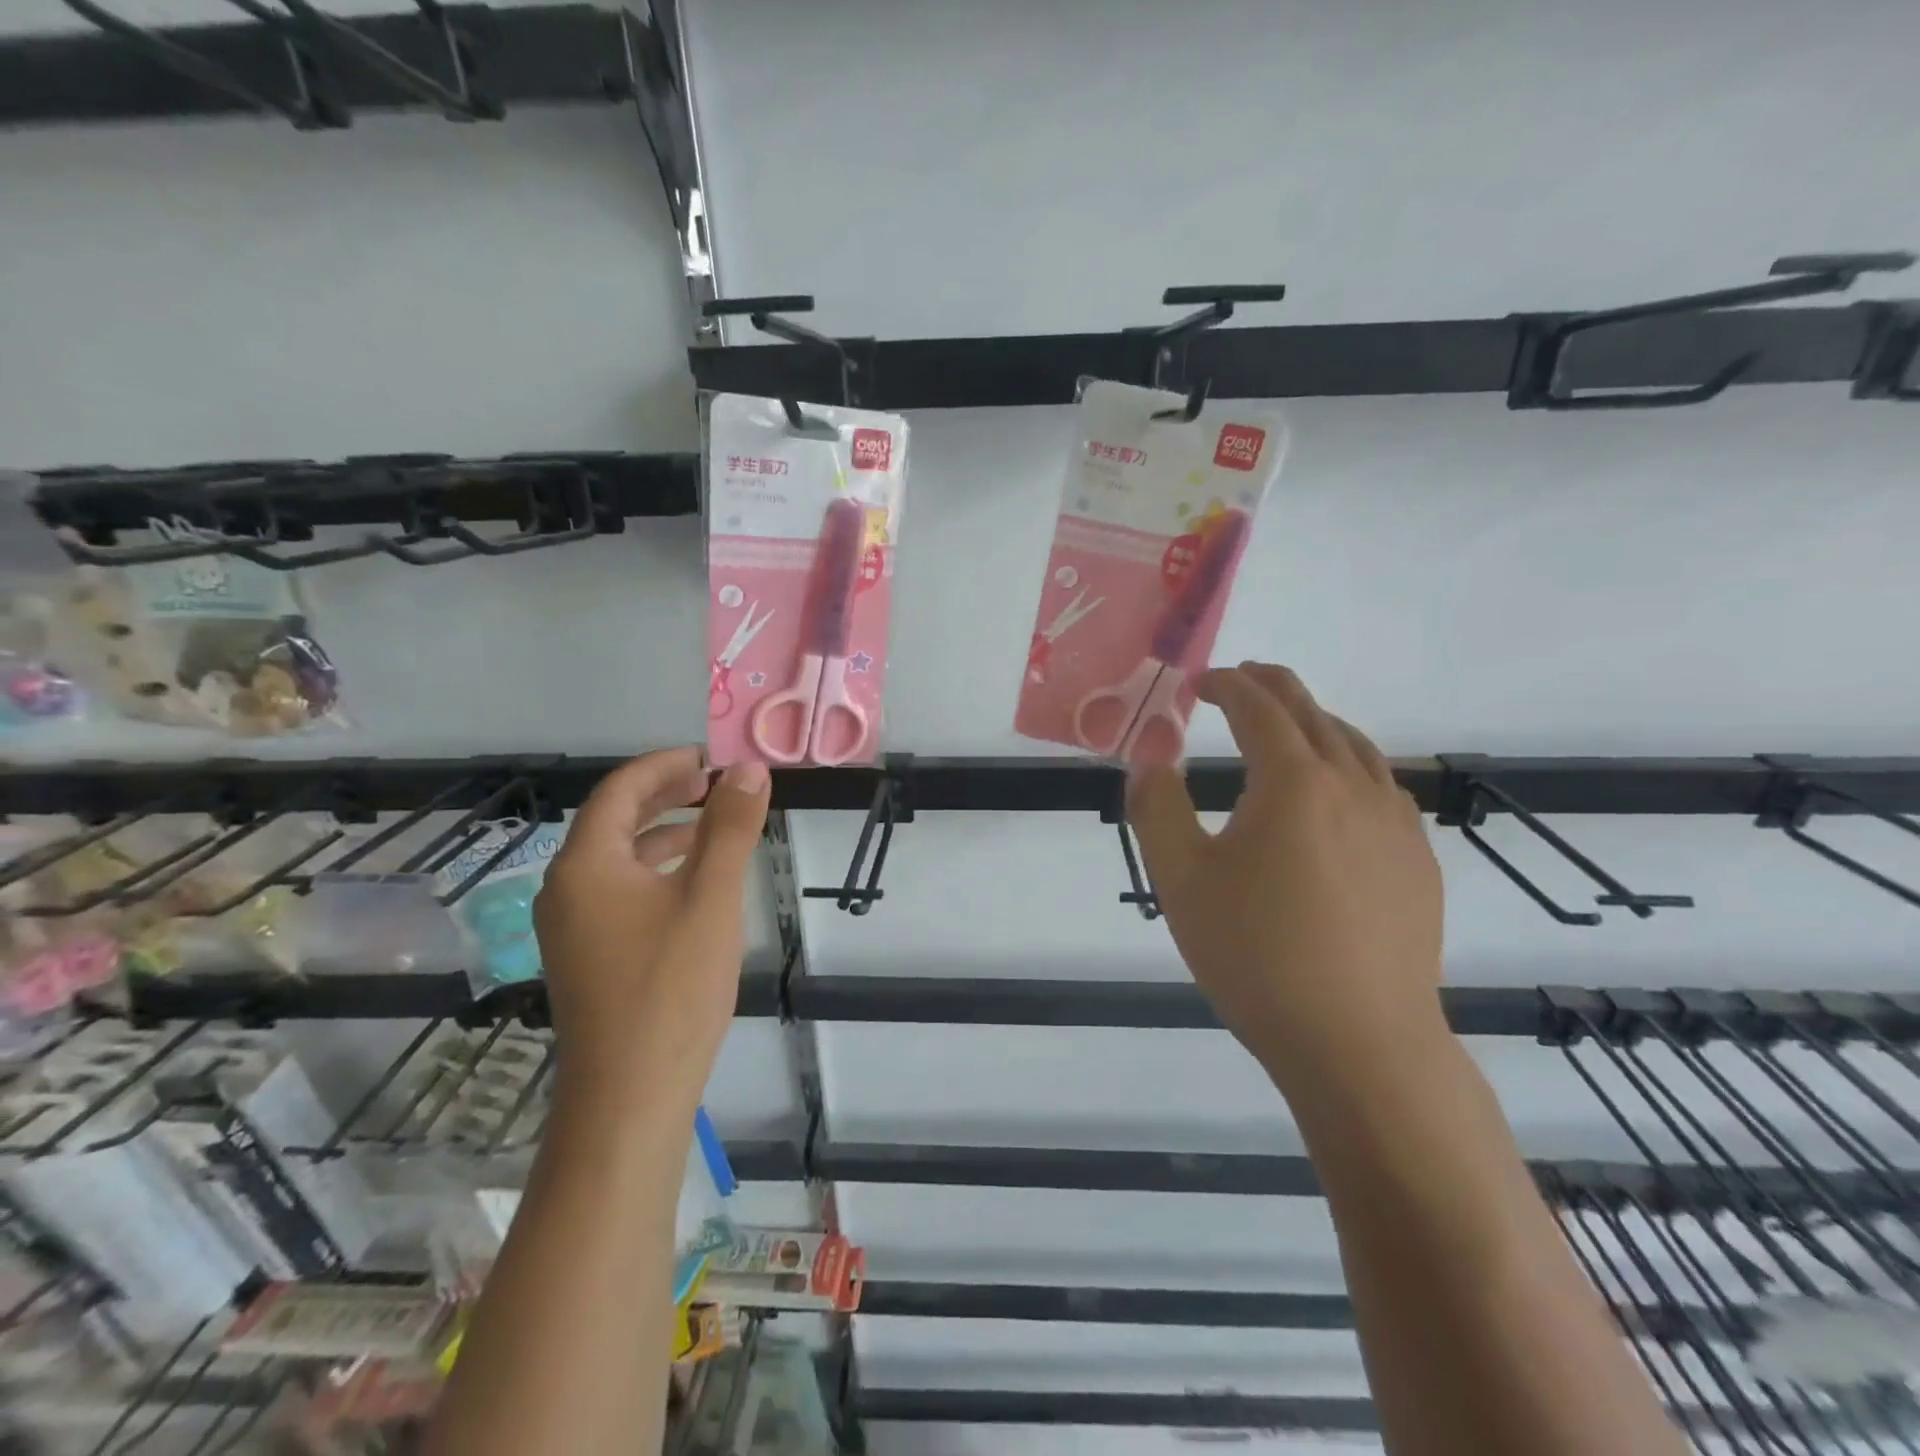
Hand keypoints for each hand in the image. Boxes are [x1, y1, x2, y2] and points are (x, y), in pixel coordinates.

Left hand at [533, 749, 770, 1106]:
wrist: (630, 1096)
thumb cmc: (671, 986)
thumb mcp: (711, 897)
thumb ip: (729, 827)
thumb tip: (748, 769)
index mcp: (585, 864)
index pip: (621, 790)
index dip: (667, 765)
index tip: (713, 759)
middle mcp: (566, 888)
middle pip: (614, 820)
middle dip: (666, 794)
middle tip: (716, 784)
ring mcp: (572, 926)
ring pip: (619, 858)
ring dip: (665, 832)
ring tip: (714, 826)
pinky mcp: (588, 956)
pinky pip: (621, 891)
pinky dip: (658, 871)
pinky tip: (695, 885)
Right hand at [1128, 664, 1445, 1093]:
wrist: (1358, 1041)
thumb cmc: (1256, 955)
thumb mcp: (1180, 879)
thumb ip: (1157, 806)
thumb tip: (1150, 755)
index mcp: (1293, 781)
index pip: (1258, 709)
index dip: (1226, 686)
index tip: (1198, 685)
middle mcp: (1352, 785)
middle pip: (1311, 713)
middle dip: (1272, 687)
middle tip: (1241, 678)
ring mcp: (1395, 823)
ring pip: (1355, 745)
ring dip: (1314, 721)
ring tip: (1287, 724)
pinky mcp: (1417, 860)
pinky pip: (1381, 786)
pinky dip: (1349, 763)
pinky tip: (1337, 791)